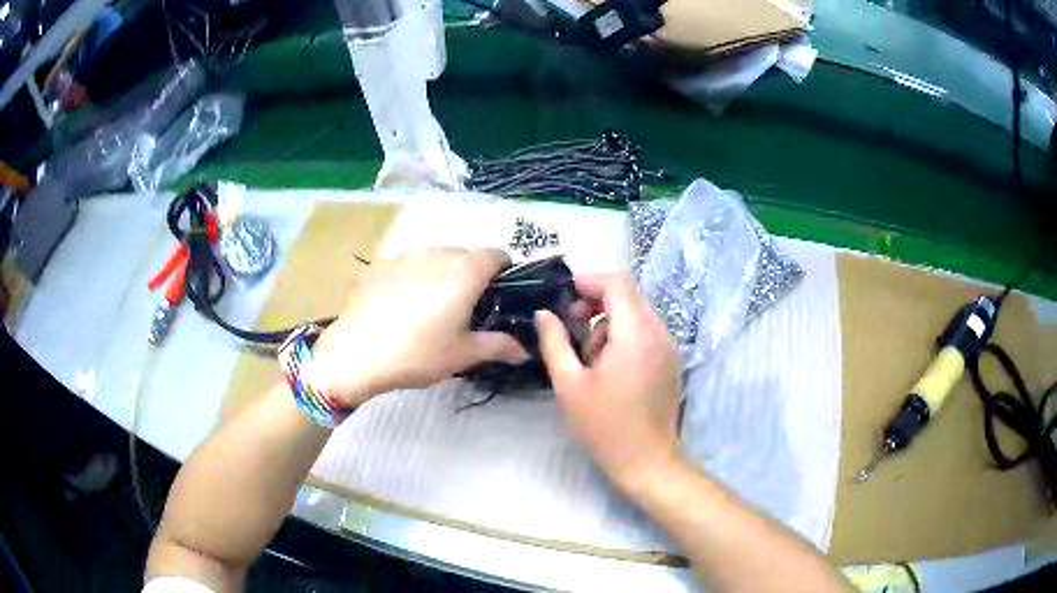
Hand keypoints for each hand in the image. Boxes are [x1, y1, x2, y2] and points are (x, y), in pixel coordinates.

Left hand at [310, 248, 528, 406]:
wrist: (356, 354)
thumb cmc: (418, 354)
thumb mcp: (462, 354)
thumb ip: (498, 346)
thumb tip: (524, 350)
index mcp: (464, 271)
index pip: (496, 254)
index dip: (504, 271)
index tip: (499, 295)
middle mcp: (437, 253)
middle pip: (465, 255)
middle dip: (471, 275)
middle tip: (464, 308)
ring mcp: (404, 255)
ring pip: (434, 257)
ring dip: (441, 274)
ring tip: (429, 306)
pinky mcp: (380, 264)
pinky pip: (407, 264)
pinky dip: (413, 277)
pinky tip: (400, 305)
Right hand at [535, 273, 681, 494]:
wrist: (646, 460)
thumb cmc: (604, 425)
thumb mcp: (569, 384)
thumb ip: (554, 342)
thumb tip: (544, 314)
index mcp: (635, 333)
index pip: (617, 283)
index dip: (589, 281)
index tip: (565, 295)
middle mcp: (659, 332)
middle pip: (629, 295)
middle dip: (597, 302)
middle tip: (571, 326)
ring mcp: (669, 346)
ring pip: (637, 313)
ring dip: (609, 322)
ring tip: (589, 357)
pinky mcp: (671, 361)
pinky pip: (646, 331)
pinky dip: (625, 335)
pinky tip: (609, 366)